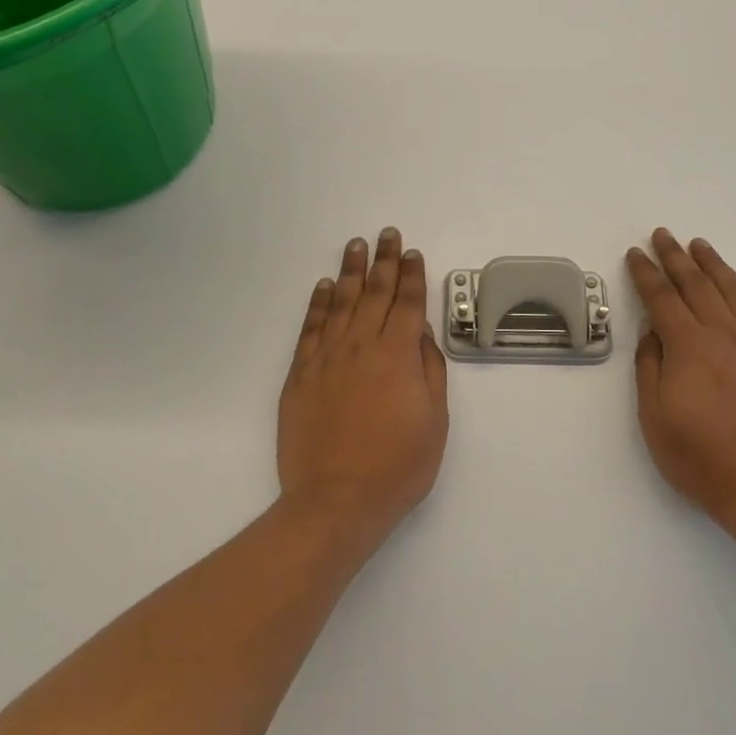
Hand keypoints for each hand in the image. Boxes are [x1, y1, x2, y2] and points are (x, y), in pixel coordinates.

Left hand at [277, 229, 448, 540]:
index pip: (407, 303)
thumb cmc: (397, 467)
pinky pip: (311, 327)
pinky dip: (319, 303)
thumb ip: (429, 371)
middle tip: (387, 233)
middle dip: (384, 260)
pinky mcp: (301, 374)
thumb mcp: (434, 422)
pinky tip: (325, 286)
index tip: (412, 253)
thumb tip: (420, 333)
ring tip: (356, 245)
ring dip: (351, 271)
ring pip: (342, 302)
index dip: (412, 275)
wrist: (335, 501)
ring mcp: (327, 357)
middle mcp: (362, 345)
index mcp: (398, 355)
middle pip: (375, 293)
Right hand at [625, 228, 735, 526]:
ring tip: (699, 245)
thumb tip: (652, 331)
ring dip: (713, 264)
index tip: (634, 253)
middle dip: (675, 257)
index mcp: (689, 346)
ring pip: (733, 291)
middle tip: (662, 234)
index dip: (646, 273)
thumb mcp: (653, 415)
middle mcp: (724, 334)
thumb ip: (650, 366)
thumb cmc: (699, 455)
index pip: (662, 297)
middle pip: (697, 284)